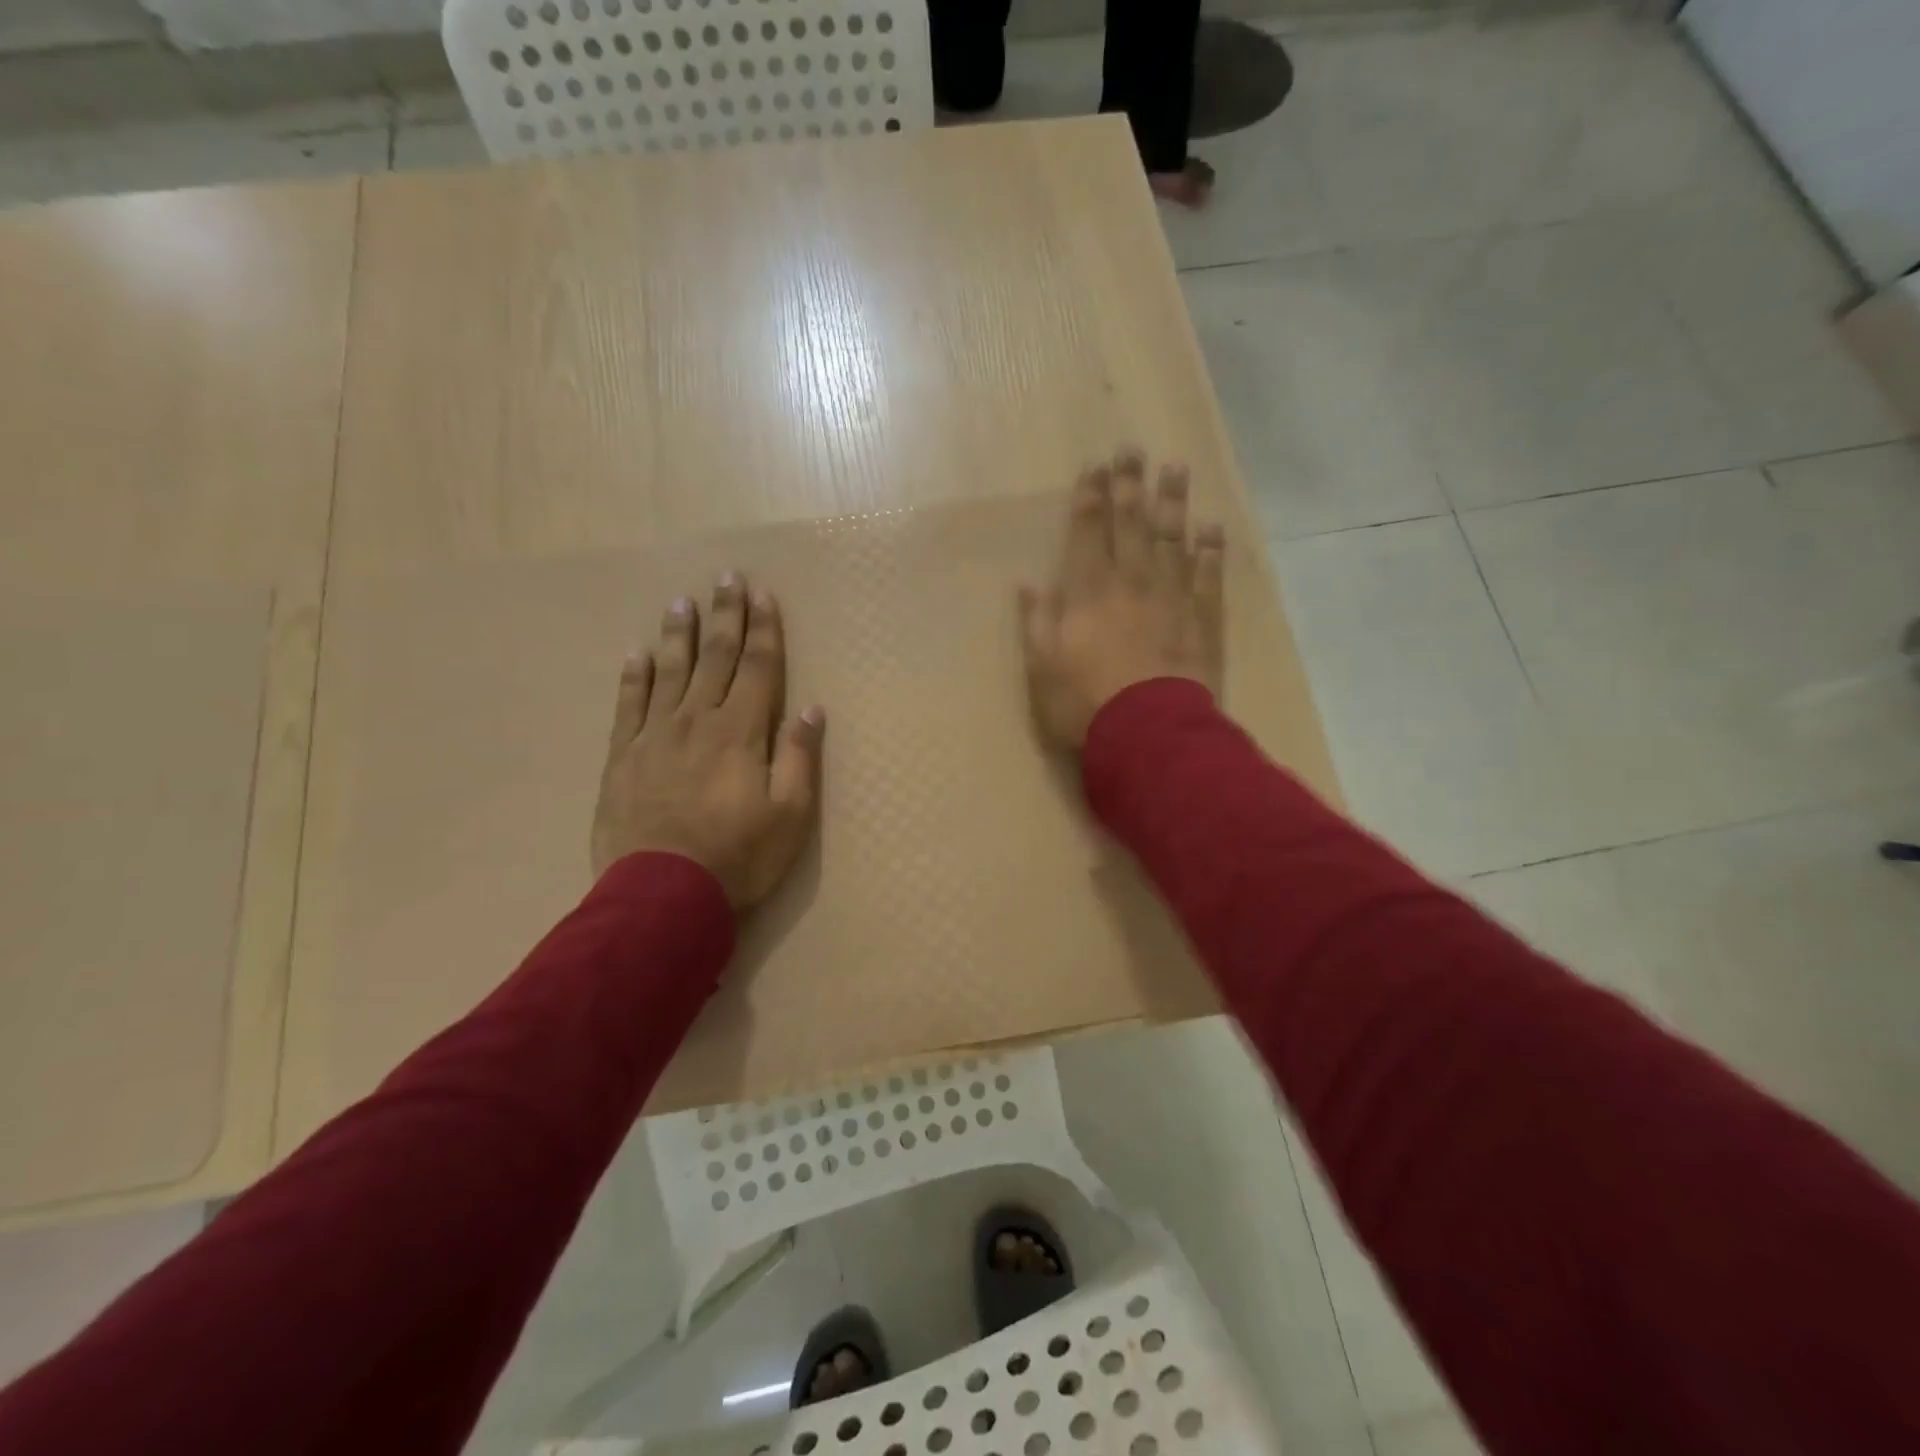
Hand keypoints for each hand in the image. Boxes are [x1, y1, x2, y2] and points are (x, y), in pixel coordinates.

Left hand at [591, 573, 823, 909]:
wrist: (662, 894)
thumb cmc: (738, 857)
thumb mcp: (789, 815)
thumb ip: (798, 758)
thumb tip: (810, 709)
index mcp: (741, 732)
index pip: (758, 668)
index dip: (763, 630)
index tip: (763, 595)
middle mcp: (698, 721)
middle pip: (715, 659)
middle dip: (725, 617)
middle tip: (726, 578)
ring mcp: (655, 736)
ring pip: (670, 673)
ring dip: (680, 635)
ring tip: (682, 602)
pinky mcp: (623, 758)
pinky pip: (629, 706)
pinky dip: (634, 677)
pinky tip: (637, 654)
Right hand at [1018, 451, 1224, 750]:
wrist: (1150, 733)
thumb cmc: (1085, 704)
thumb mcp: (1041, 668)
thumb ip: (1037, 622)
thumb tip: (1029, 584)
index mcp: (1088, 592)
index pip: (1087, 533)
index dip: (1089, 498)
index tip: (1094, 467)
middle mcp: (1131, 582)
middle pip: (1130, 524)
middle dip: (1129, 485)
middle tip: (1132, 449)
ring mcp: (1171, 598)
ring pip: (1171, 539)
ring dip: (1172, 502)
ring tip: (1175, 468)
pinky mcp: (1202, 619)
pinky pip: (1208, 575)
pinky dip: (1210, 550)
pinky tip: (1211, 527)